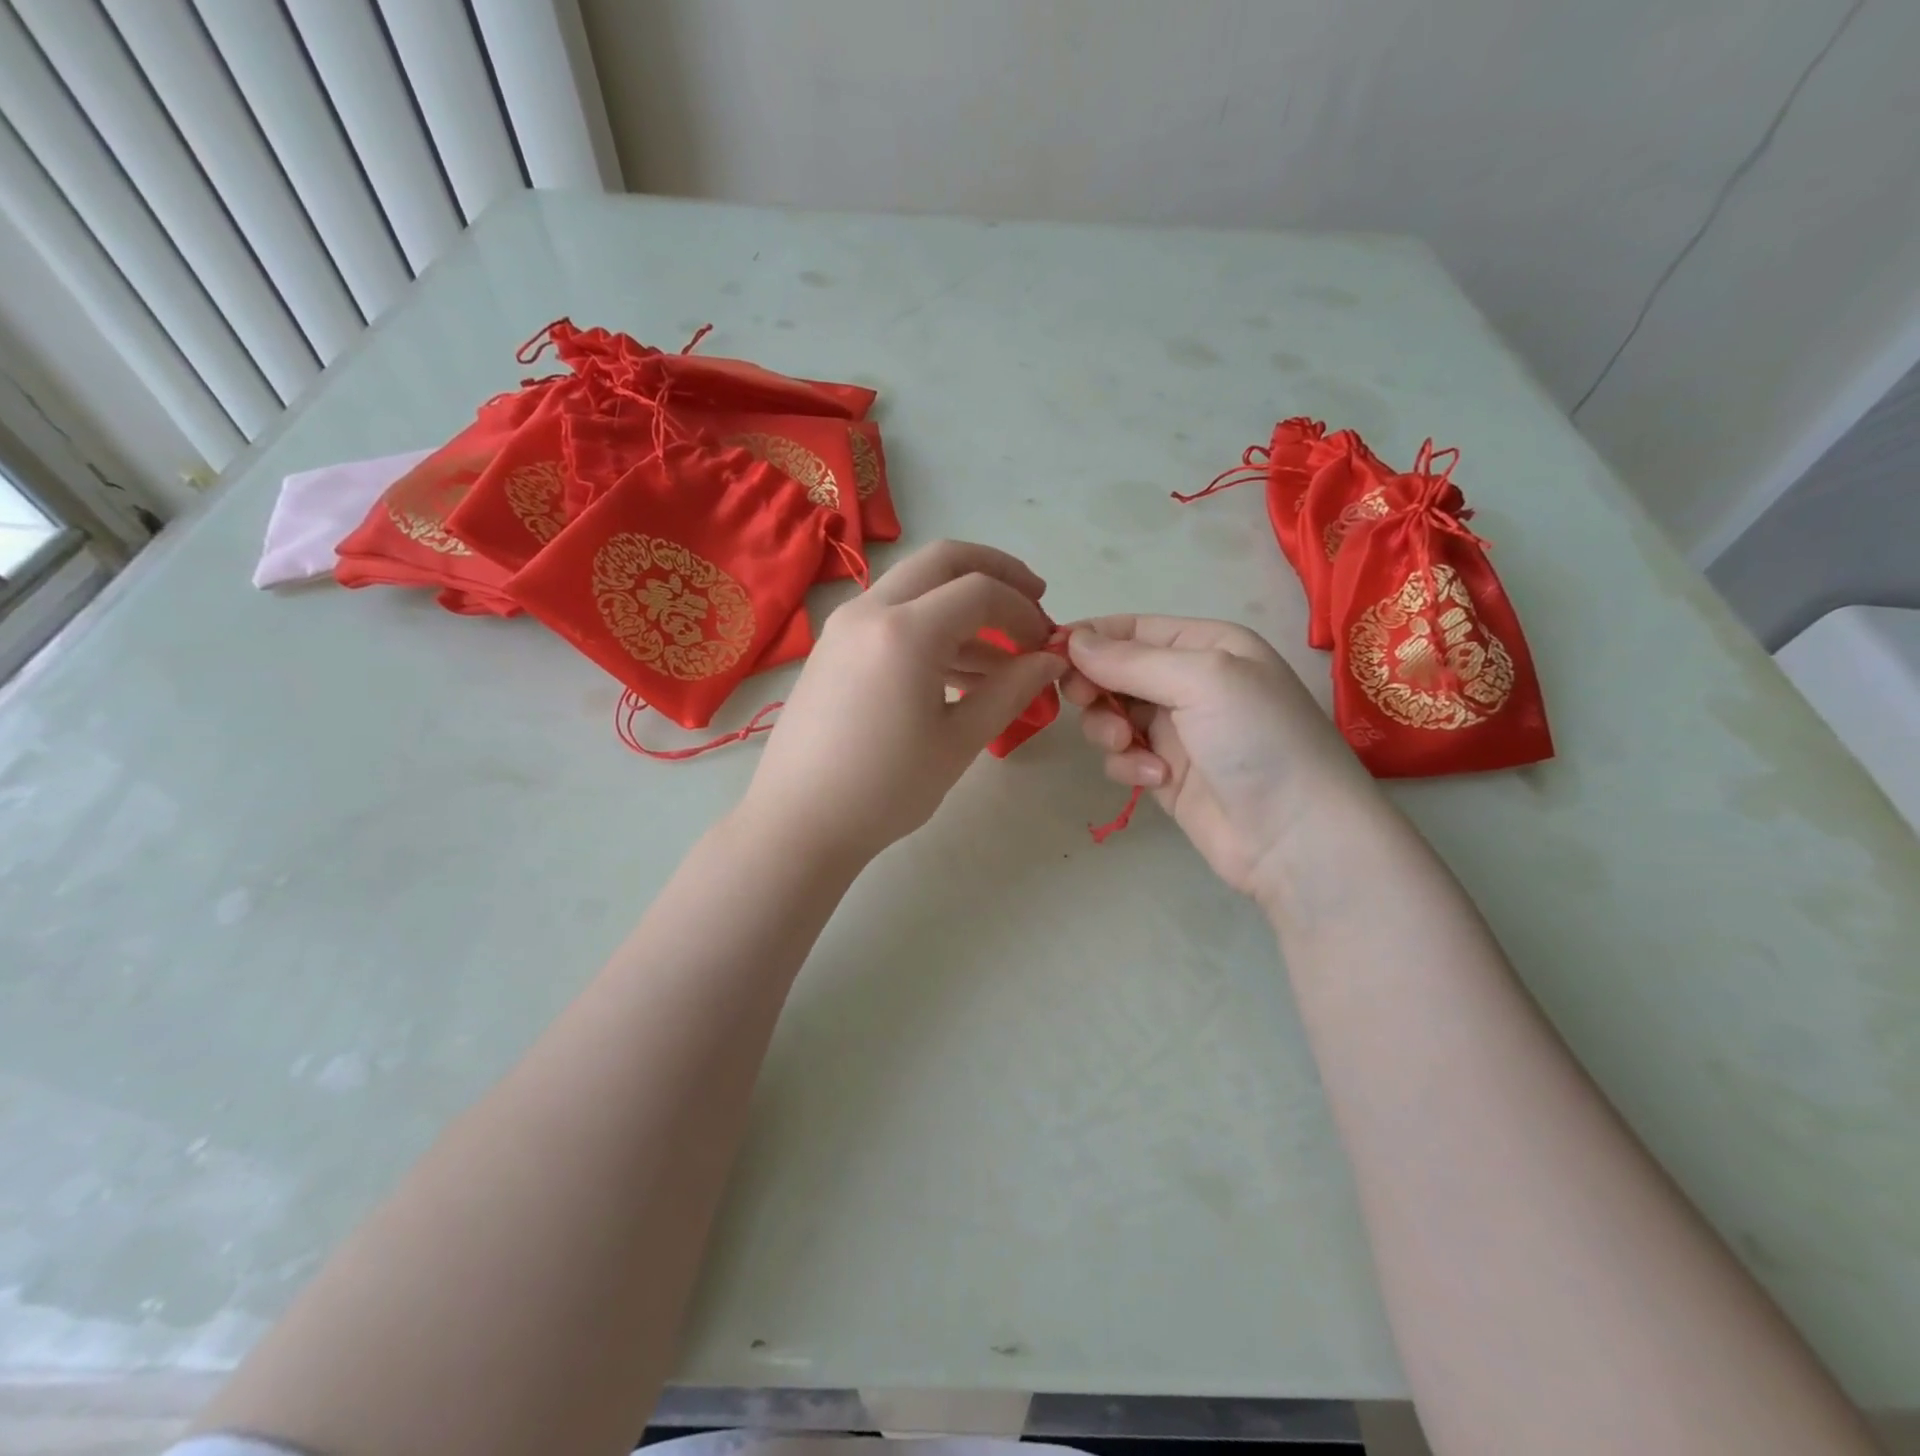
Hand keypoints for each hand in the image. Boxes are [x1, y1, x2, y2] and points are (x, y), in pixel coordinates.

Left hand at [743, 540, 1067, 863]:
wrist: (798, 823)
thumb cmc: (884, 790)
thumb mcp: (958, 742)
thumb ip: (1010, 691)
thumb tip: (1050, 660)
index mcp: (905, 631)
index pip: (981, 590)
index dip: (1024, 610)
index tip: (1046, 644)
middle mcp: (870, 610)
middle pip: (943, 560)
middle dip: (996, 572)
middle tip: (1033, 600)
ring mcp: (845, 626)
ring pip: (916, 589)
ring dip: (964, 608)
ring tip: (1005, 659)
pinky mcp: (834, 647)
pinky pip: (892, 618)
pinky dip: (933, 629)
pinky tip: (962, 674)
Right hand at [1062, 616, 1372, 904]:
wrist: (1296, 836)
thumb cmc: (1258, 739)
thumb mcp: (1201, 679)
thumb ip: (1131, 659)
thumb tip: (1071, 639)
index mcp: (1206, 645)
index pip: (1131, 628)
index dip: (1089, 638)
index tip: (1050, 655)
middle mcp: (1189, 682)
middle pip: (1114, 671)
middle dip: (1095, 686)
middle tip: (1085, 701)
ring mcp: (1177, 731)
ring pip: (1111, 715)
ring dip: (1109, 728)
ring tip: (1129, 747)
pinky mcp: (1165, 773)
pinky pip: (1123, 756)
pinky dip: (1129, 765)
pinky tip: (1156, 778)